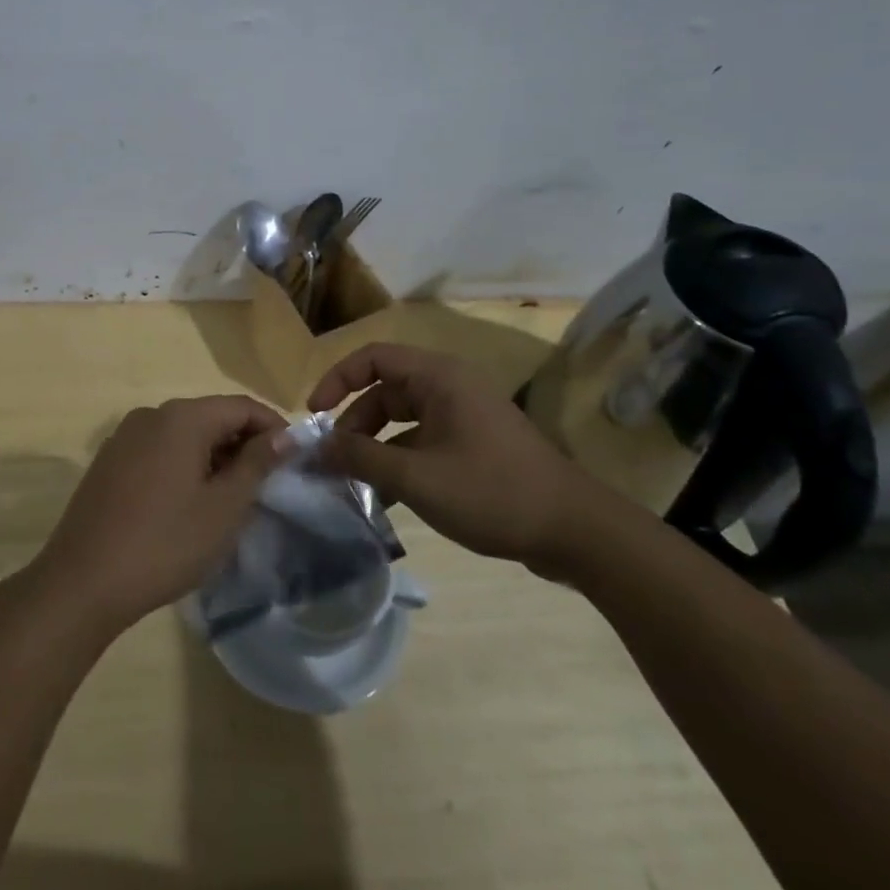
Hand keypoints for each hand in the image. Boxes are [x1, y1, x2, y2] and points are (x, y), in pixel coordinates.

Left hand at [29, 395, 288, 631]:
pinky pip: (158, 450)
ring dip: (213, 456)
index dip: (273, 427)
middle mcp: (151, 414)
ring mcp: (125, 436)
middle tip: (266, 483)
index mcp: (182, 417)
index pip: (241, 406)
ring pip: (184, 434)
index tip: (293, 459)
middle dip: (243, 443)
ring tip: (231, 496)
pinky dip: (183, 464)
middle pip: (211, 416)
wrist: (82, 582)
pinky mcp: (109, 461)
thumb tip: (283, 435)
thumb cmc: (165, 543)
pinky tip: (189, 501)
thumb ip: (256, 464)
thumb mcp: (224, 508)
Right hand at [309, 343, 607, 575]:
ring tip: (356, 481)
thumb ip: (362, 459)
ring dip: (376, 445)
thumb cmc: (492, 492)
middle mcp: (450, 387)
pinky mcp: (475, 444)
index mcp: (438, 378)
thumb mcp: (417, 478)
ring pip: (404, 419)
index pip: (373, 358)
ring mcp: (465, 416)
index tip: (314, 414)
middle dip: (355, 422)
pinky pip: (424, 440)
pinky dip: (401, 460)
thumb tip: (317, 448)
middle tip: (334, 458)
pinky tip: (388, 496)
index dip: (338, 379)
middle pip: (386, 389)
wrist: (576, 531)